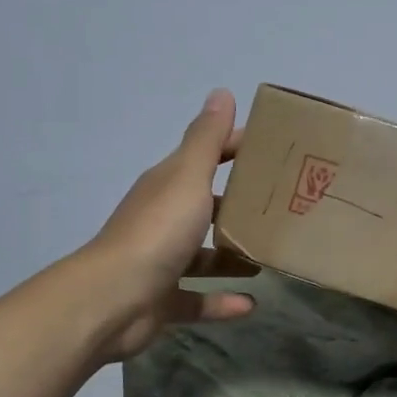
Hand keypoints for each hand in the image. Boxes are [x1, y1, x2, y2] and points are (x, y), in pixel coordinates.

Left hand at [82, 88, 257, 360]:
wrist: (113, 298)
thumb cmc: (157, 230)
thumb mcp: (187, 177)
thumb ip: (207, 139)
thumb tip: (222, 92)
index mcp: (168, 185)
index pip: (206, 155)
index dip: (236, 147)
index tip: (276, 150)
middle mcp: (163, 219)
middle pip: (205, 205)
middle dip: (239, 206)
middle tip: (283, 208)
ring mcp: (161, 261)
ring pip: (203, 255)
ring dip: (232, 256)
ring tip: (268, 257)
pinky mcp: (162, 301)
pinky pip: (197, 300)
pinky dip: (222, 301)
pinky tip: (251, 303)